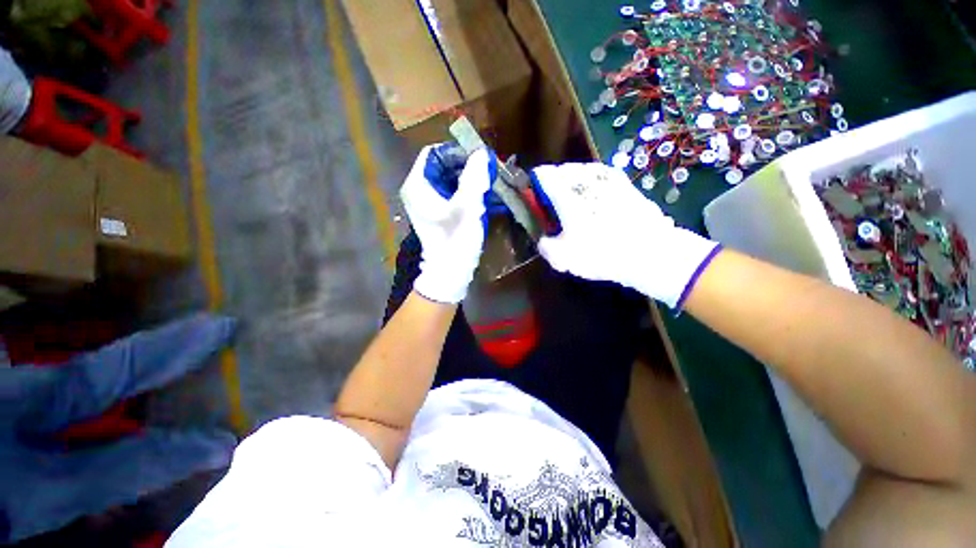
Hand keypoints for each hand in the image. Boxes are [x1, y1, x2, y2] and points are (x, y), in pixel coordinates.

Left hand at [400, 144, 495, 303]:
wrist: (450, 272)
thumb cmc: (455, 240)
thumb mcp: (467, 207)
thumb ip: (474, 178)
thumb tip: (482, 153)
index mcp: (418, 185)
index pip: (435, 153)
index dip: (458, 153)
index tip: (480, 160)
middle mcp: (420, 191)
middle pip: (445, 167)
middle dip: (470, 168)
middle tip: (491, 172)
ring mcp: (430, 203)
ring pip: (452, 181)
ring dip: (474, 182)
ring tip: (494, 184)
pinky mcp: (440, 214)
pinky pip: (455, 195)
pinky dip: (471, 194)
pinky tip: (489, 198)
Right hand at [532, 163, 721, 308]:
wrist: (650, 253)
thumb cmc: (600, 253)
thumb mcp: (561, 258)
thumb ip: (545, 246)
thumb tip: (544, 239)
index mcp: (566, 192)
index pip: (542, 174)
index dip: (533, 184)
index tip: (533, 197)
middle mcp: (586, 178)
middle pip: (561, 170)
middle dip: (553, 184)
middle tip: (553, 203)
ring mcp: (608, 177)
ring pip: (582, 172)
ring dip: (573, 183)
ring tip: (574, 201)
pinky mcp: (625, 183)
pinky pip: (601, 178)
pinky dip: (593, 186)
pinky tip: (596, 202)